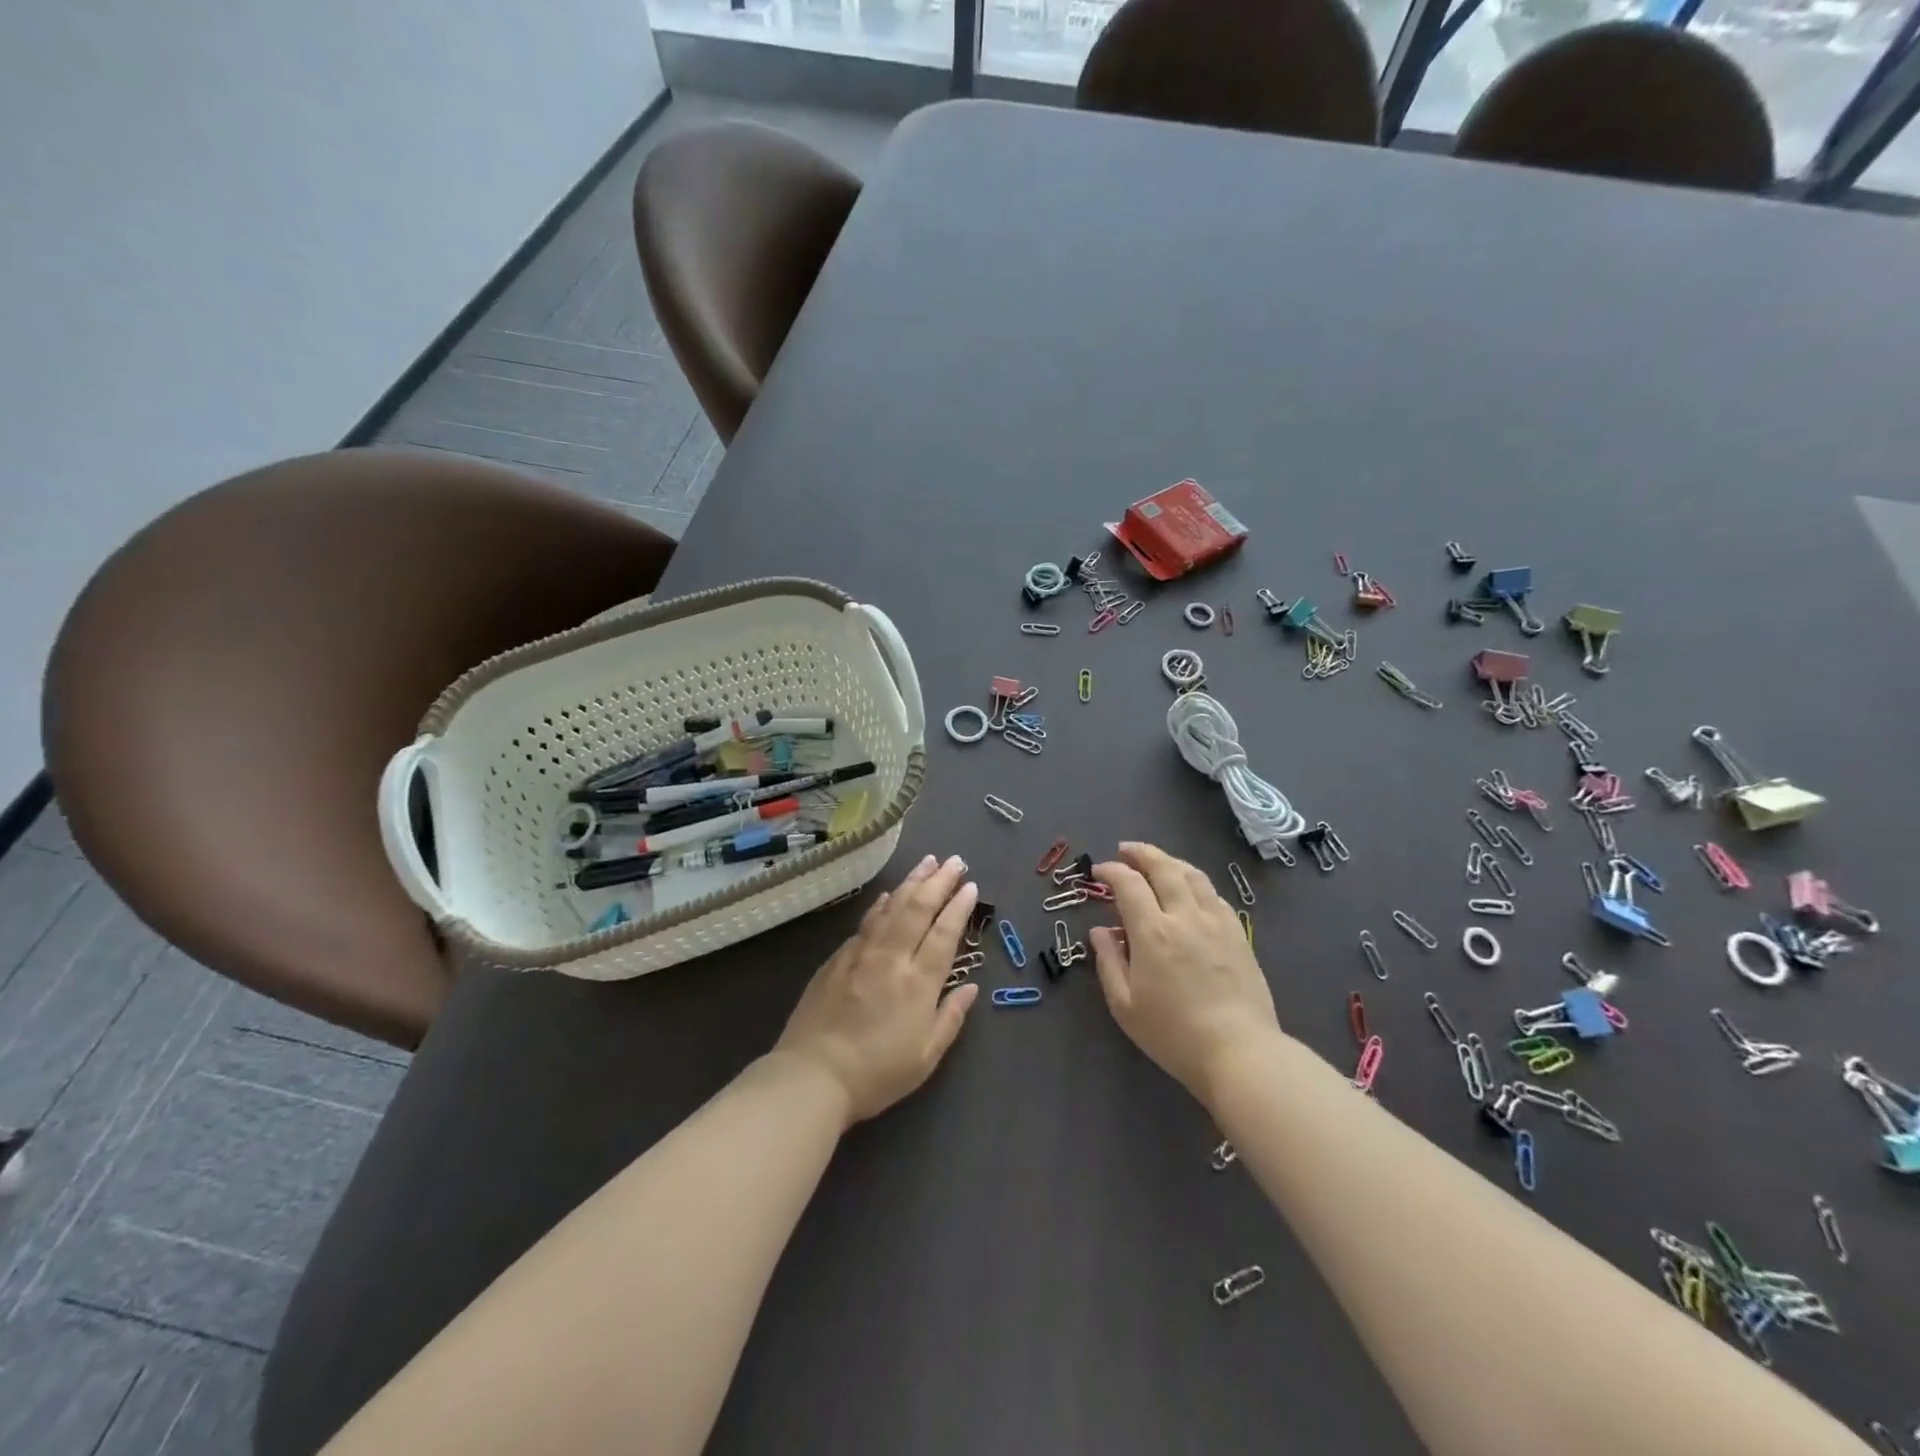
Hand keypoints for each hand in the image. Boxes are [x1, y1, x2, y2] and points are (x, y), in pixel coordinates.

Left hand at [774, 854, 980, 1124]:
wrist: (813, 1075)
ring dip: (912, 881)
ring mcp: (862, 953)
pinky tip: (889, 894)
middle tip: (955, 861)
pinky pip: (867, 921)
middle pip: (919, 908)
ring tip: (928, 862)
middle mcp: (892, 957)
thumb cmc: (877, 1073)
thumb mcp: (926, 1056)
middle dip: (939, 881)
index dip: (959, 907)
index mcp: (919, 982)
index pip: (945, 933)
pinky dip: (882, 903)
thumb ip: (951, 1017)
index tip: (971, 886)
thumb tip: (971, 987)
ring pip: (892, 907)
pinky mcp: (837, 958)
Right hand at [1089, 842, 1281, 1104]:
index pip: (1128, 884)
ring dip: (1170, 861)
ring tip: (1156, 861)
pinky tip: (1190, 890)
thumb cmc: (1173, 1034)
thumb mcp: (1125, 1005)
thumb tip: (1099, 931)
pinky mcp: (1239, 934)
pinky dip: (1195, 883)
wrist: (1239, 1052)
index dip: (1110, 871)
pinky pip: (1214, 895)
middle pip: (1163, 868)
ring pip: (1193, 875)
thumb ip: (1108, 961)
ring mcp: (1217, 922)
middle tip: (1125, 850)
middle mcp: (1185, 916)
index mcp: (1153, 932)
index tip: (1098, 872)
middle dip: (1141, 853)